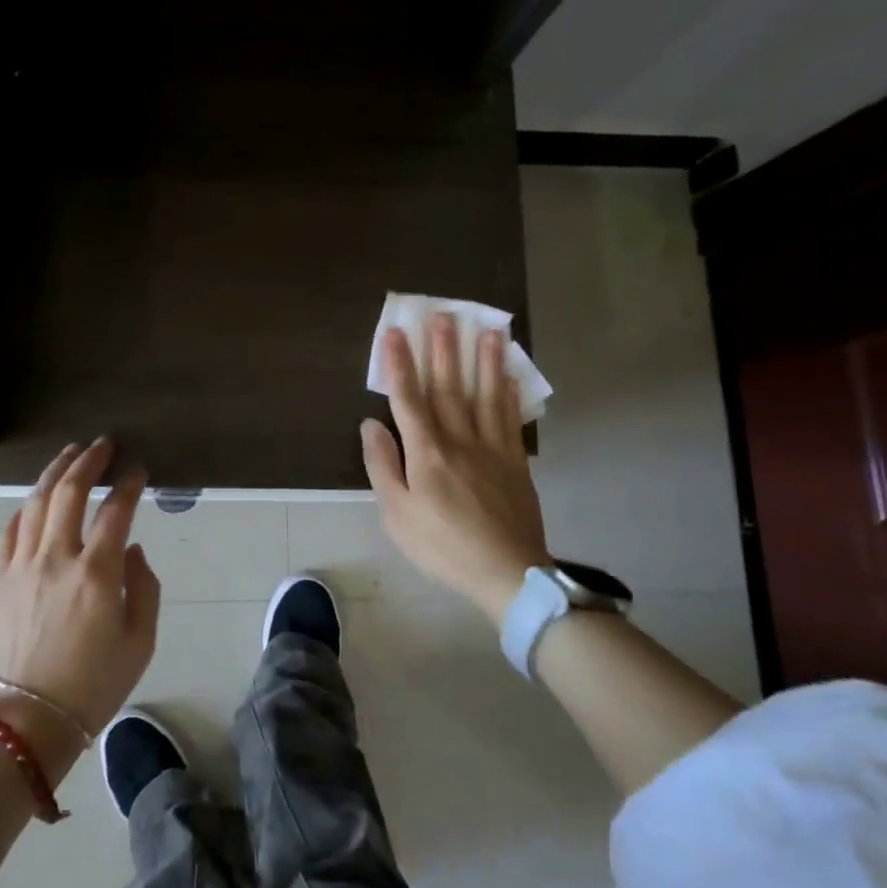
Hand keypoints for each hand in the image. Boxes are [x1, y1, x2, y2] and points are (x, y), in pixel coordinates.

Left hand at [0, 439, 160, 782]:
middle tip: (102, 444)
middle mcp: (56, 558)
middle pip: (69, 492)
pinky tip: (34, 502)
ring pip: (35, 502)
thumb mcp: (140, 642)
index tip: (138, 470)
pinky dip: (24, 508)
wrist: (27, 723)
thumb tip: (132, 549)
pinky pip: (8, 530)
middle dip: (88, 460)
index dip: (129, 484)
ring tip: (69, 455)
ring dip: (54, 472)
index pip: (116, 510)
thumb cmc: (92, 686)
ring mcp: (20, 566)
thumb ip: (145, 587)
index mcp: (97, 574)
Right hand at [360, 317, 552, 623]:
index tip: (395, 333)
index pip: (408, 399)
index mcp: (426, 452)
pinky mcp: (515, 461)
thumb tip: (370, 424)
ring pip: (485, 395)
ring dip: (484, 359)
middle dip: (444, 349)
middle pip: (449, 387)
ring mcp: (492, 448)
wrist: (506, 573)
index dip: (400, 365)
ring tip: (487, 329)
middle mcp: (459, 440)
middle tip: (443, 314)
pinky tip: (509, 374)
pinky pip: (510, 418)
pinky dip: (508, 392)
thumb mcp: (396, 514)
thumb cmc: (441, 546)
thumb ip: (382, 465)